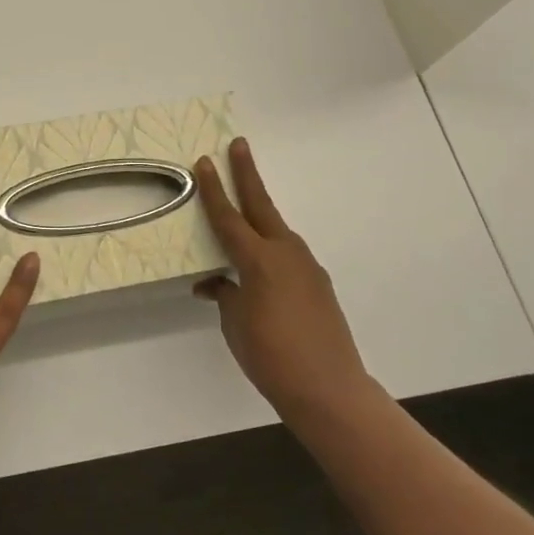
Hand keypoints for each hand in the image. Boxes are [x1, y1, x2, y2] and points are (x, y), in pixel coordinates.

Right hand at [194, 138, 371, 417]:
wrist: (329, 389)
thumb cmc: (270, 355)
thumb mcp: (234, 323)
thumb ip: (224, 294)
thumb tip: (216, 283)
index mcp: (258, 259)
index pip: (228, 216)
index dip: (214, 189)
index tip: (205, 161)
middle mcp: (285, 253)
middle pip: (261, 205)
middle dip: (248, 174)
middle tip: (238, 145)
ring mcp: (306, 267)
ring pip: (276, 230)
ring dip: (259, 214)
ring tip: (242, 208)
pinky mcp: (318, 285)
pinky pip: (287, 255)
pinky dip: (270, 249)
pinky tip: (260, 266)